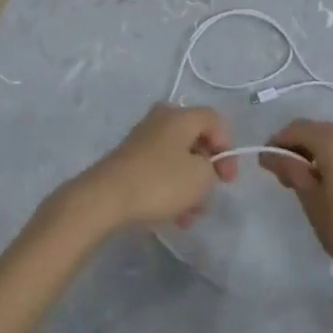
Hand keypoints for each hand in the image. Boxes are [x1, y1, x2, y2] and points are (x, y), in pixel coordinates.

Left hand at [65, 103, 237, 233]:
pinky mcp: (128, 160)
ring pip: (177, 159)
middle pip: (195, 140)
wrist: (104, 198)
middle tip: (209, 194)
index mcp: (181, 115)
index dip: (228, 148)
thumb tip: (203, 166)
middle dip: (206, 170)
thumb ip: (213, 167)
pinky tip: (172, 216)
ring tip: (189, 216)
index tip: (227, 179)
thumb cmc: (159, 182)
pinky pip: (159, 170)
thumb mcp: (201, 177)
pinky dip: (170, 189)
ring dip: (188, 185)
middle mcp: (161, 119)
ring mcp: (142, 139)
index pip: (215, 121)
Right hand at [260, 120, 332, 287]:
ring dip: (329, 156)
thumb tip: (271, 154)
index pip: (299, 128)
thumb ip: (292, 171)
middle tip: (291, 176)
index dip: (279, 140)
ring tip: (322, 184)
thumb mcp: (312, 202)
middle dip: (304, 148)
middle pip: (324, 132)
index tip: (269, 162)